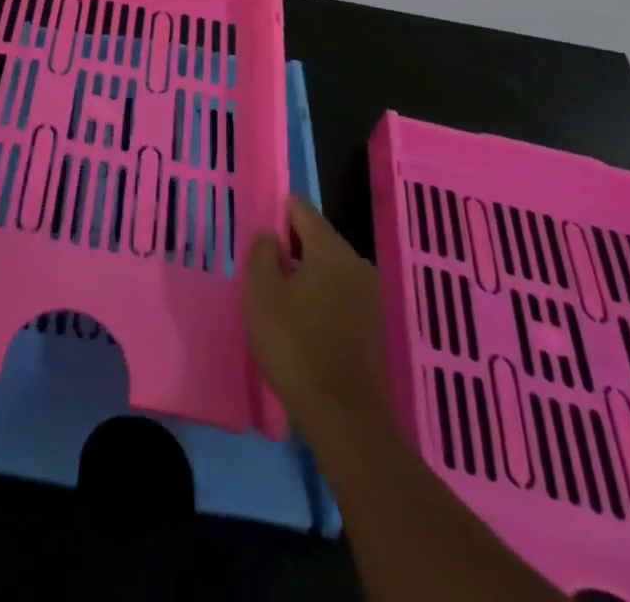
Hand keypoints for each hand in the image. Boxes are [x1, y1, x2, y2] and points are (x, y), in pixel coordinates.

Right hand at [242, 196, 387, 433]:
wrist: (345, 419)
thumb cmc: (295, 345)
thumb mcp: (261, 293)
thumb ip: (262, 253)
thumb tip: (271, 235)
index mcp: (332, 250)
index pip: (302, 209)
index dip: (276, 212)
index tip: (257, 232)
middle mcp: (357, 265)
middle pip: (318, 238)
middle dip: (290, 246)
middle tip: (261, 267)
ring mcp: (370, 297)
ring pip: (329, 269)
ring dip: (304, 275)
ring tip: (276, 297)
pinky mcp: (372, 327)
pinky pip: (339, 295)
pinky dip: (319, 298)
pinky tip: (299, 321)